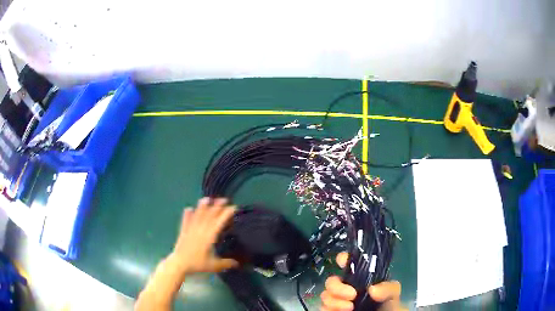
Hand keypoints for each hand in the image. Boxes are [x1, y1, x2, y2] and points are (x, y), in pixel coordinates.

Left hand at [170, 197, 238, 273]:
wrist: (179, 264)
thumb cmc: (197, 264)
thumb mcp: (214, 265)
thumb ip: (226, 263)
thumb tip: (238, 264)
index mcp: (208, 237)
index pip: (218, 223)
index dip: (226, 214)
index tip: (232, 208)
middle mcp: (200, 231)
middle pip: (209, 216)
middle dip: (216, 207)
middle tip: (223, 199)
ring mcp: (190, 230)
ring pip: (198, 216)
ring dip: (202, 207)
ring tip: (206, 199)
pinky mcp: (183, 232)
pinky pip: (185, 221)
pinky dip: (187, 215)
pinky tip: (188, 209)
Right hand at [321, 252, 406, 310]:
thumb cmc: (389, 305)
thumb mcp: (393, 293)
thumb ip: (387, 288)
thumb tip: (372, 289)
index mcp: (361, 278)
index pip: (348, 262)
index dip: (343, 258)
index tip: (343, 261)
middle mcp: (347, 287)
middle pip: (331, 281)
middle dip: (337, 287)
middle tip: (352, 295)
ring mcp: (339, 300)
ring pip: (325, 296)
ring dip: (334, 301)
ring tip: (350, 308)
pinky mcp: (333, 310)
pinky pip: (323, 308)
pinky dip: (330, 309)